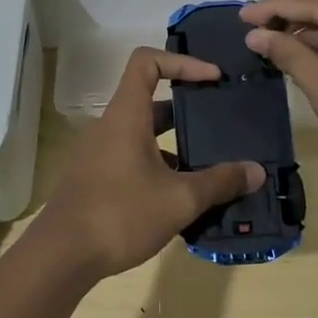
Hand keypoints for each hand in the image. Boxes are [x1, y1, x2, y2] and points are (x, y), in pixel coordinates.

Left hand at [31, 48, 262, 280]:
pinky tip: (180, 195)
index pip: (147, 61)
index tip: (212, 79)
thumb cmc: (120, 215)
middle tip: (220, 121)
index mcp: (126, 115)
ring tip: (209, 163)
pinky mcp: (94, 177)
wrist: (60, 256)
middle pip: (149, 98)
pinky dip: (157, 164)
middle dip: (187, 107)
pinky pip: (131, 156)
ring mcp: (98, 152)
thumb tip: (257, 171)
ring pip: (142, 132)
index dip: (182, 62)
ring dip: (174, 142)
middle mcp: (109, 125)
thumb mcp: (179, 200)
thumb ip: (220, 182)